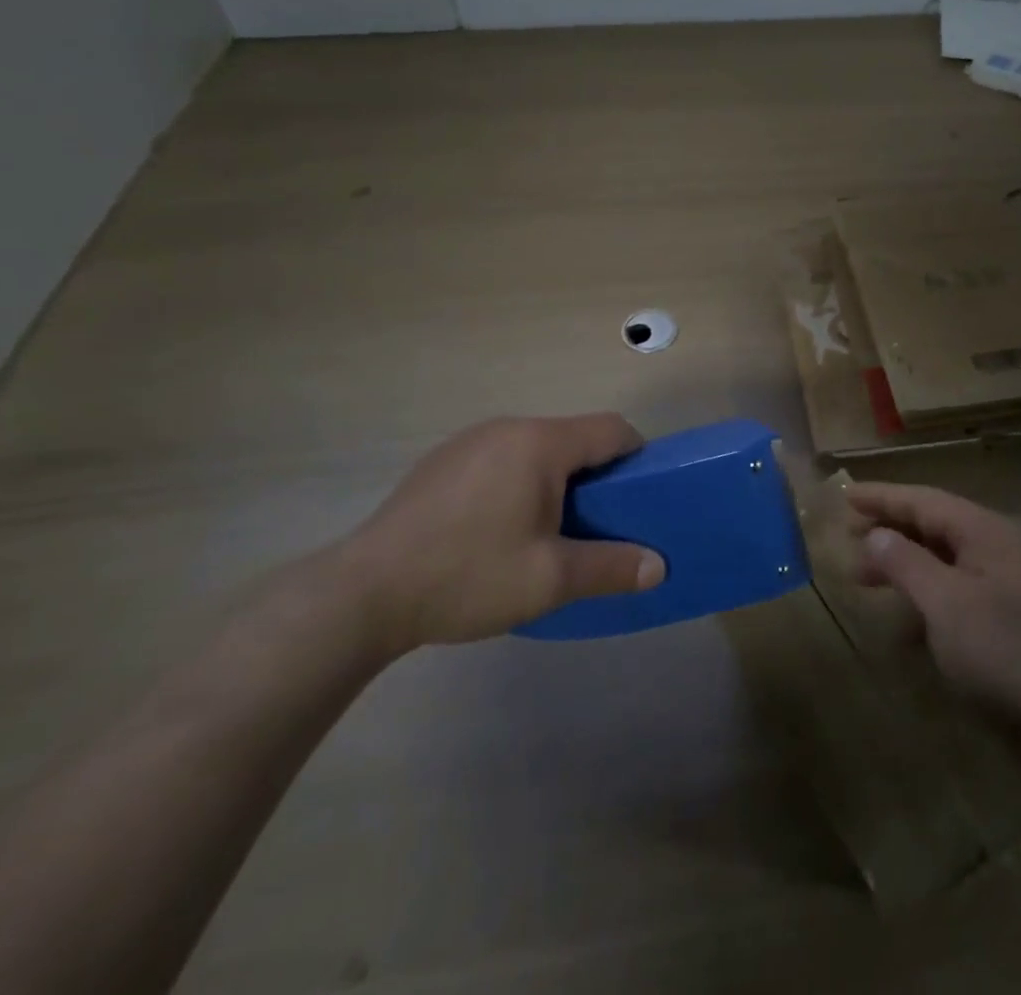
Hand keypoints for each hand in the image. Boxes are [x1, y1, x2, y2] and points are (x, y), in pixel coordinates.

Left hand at [336, 414, 663, 654]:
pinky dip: (518, 483)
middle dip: (595, 476)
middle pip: (573, 438)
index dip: (637, 458)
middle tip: (597, 525)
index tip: (640, 499)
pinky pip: (501, 459)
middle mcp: (508, 428)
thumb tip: (658, 567)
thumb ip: (611, 567)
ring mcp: (470, 441)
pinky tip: (496, 530)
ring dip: (555, 480)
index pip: (612, 430)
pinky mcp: (442, 461)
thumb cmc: (468, 575)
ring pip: (536, 449)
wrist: (362, 593)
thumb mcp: (550, 579)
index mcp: (540, 443)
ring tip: (547, 532)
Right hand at [848, 482, 1020, 780]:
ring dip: (902, 562)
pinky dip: (923, 594)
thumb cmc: (1004, 655)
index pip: (923, 500)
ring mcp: (1002, 582)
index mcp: (984, 532)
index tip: (844, 495)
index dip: (882, 497)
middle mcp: (994, 547)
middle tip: (846, 539)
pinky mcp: (1003, 616)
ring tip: (864, 577)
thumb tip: (875, 534)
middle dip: (888, 528)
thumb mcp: (946, 605)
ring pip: (941, 557)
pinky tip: (903, 618)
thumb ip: (907, 564)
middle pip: (931, 524)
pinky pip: (953, 589)